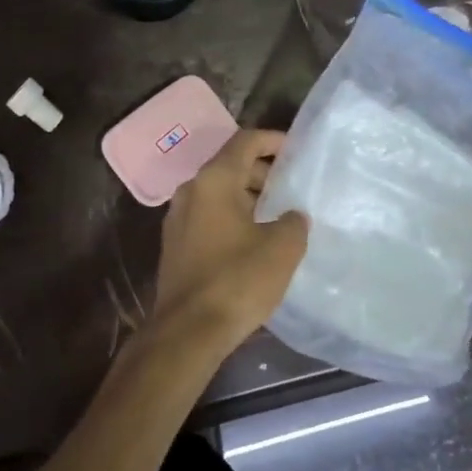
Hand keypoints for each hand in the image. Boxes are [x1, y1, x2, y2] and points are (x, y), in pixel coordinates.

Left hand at [151, 128, 308, 351]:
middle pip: (229, 166)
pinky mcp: (175, 245)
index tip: (296, 150)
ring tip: (278, 215)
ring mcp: (177, 219)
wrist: (188, 330)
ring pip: (218, 194)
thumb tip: (290, 216)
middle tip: (292, 188)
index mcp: (213, 181)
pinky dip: (232, 217)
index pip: (244, 141)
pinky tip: (254, 240)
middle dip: (262, 173)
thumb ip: (292, 222)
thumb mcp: (282, 248)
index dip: (272, 140)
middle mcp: (190, 191)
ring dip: (247, 198)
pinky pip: (208, 217)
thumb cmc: (237, 280)